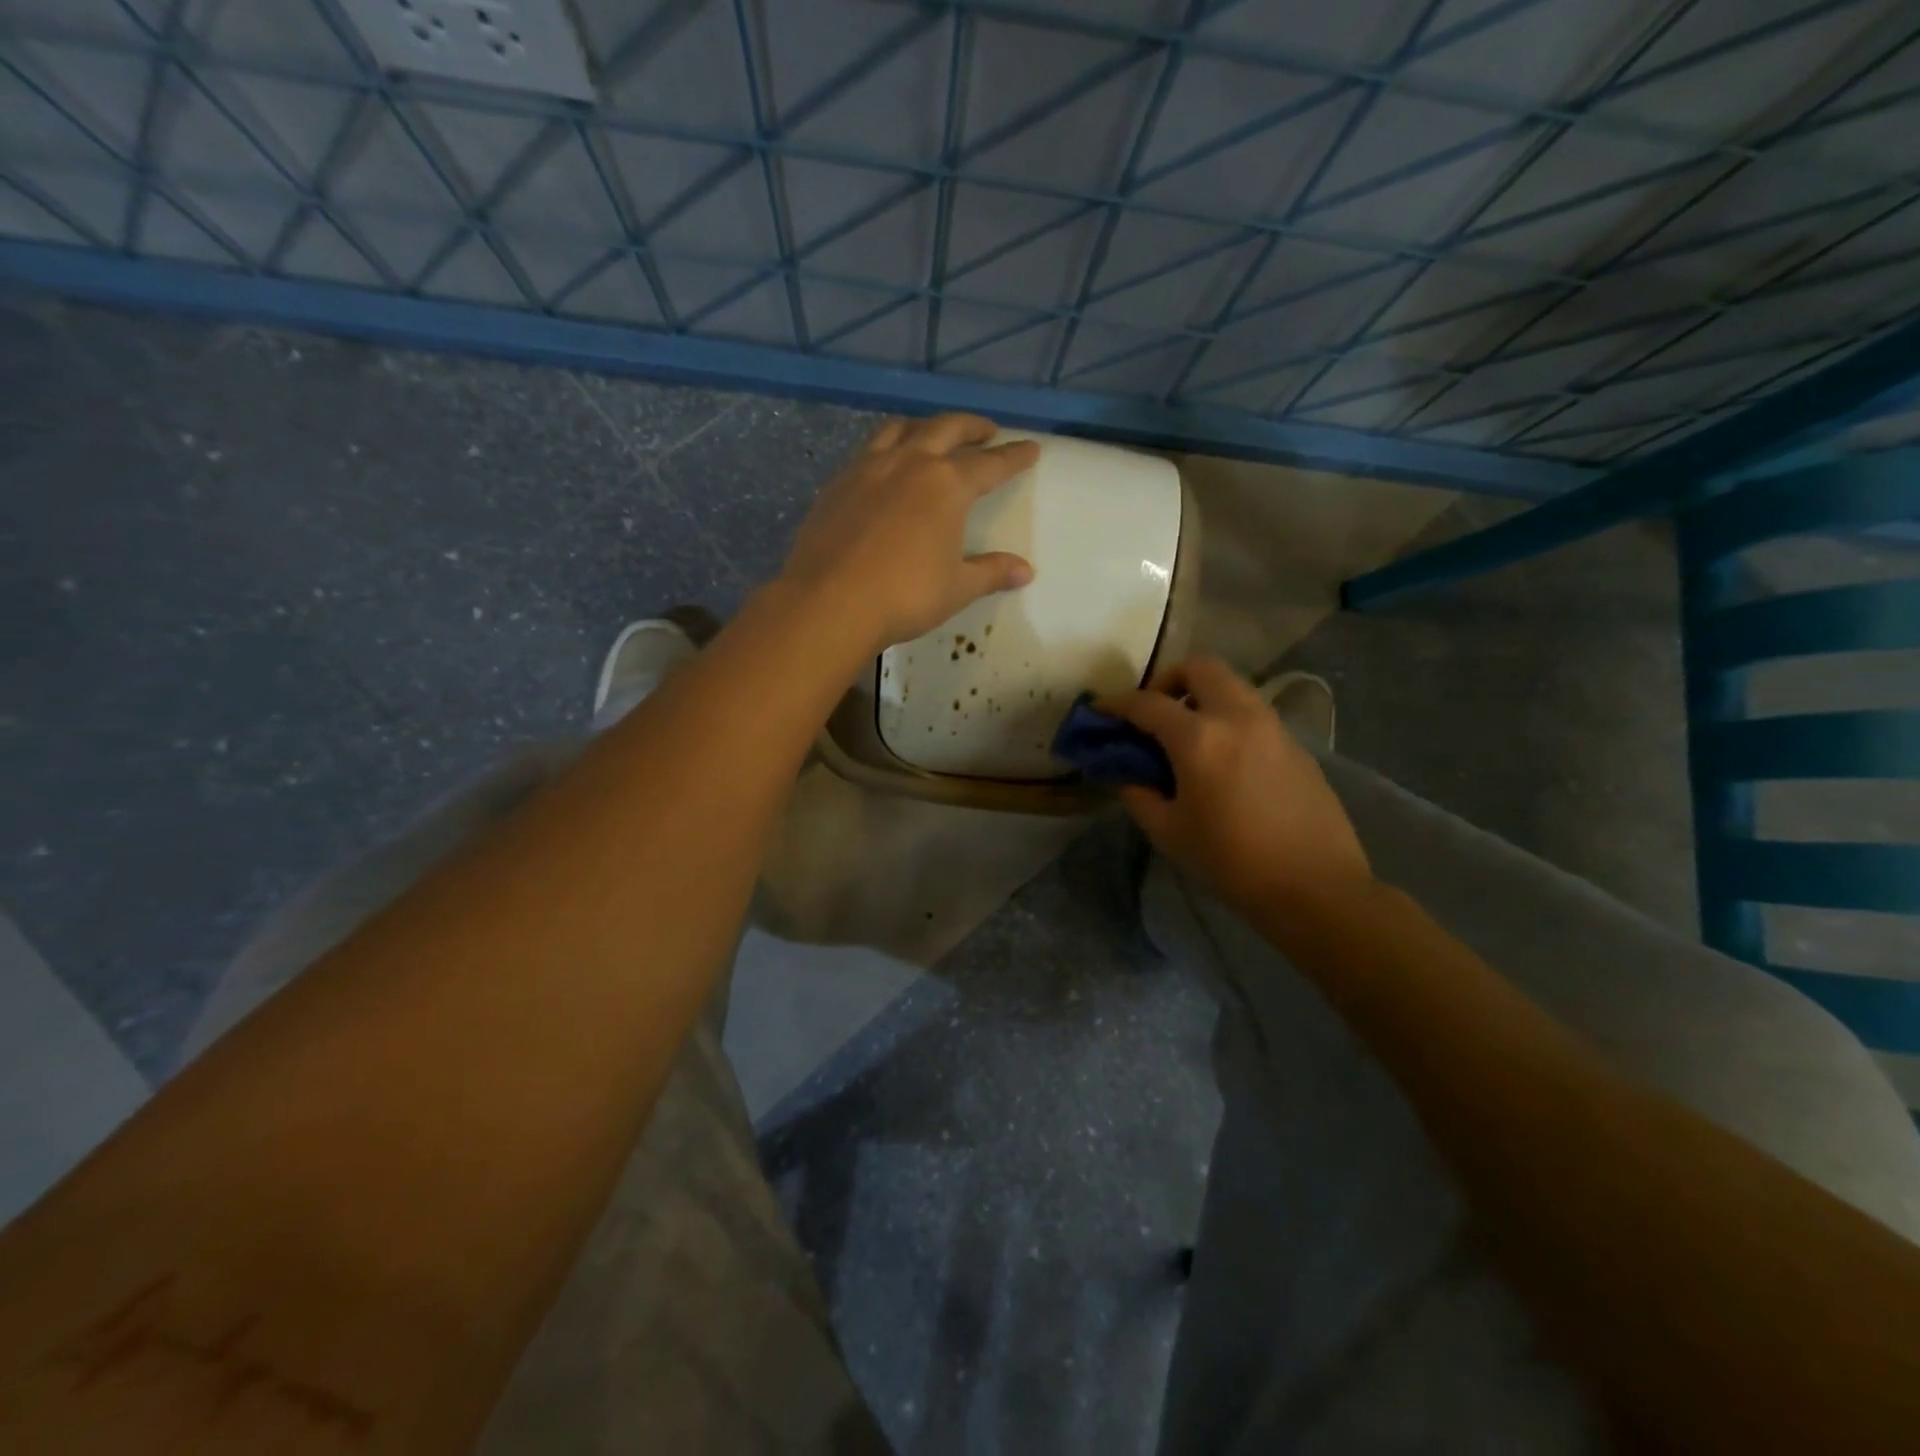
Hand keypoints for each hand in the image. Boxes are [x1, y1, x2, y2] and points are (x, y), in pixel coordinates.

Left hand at [779, 413, 1040, 652]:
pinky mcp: (837, 484)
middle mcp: (909, 463)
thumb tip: (1025, 571)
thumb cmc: (905, 596)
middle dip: (971, 427)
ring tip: (934, 435)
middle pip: (946, 429)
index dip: (1013, 457)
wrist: (829, 603)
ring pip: (901, 429)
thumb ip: (991, 572)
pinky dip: (888, 448)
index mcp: (946, 484)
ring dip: (925, 426)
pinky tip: (886, 468)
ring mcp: (868, 469)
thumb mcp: (957, 588)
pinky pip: (868, 451)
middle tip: (986, 431)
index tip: (1030, 448)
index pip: (990, 463)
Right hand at [1098, 658, 1374, 916]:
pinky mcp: (1297, 745)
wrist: (1315, 886)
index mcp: (1199, 738)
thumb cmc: (1231, 861)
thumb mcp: (1169, 832)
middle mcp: (1238, 717)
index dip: (1117, 704)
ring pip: (1232, 686)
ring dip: (1202, 696)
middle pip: (1200, 668)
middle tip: (1155, 713)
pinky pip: (1254, 713)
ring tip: (1188, 735)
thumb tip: (1127, 774)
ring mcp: (1273, 727)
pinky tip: (1225, 760)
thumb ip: (1139, 794)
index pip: (1147, 704)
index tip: (1100, 710)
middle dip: (1169, 681)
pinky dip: (1229, 719)